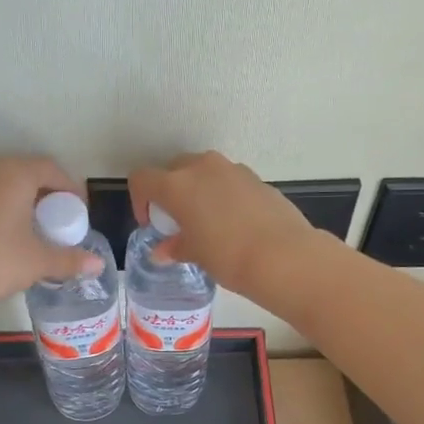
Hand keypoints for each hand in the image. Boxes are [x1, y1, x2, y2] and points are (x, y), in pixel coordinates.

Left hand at [0, 157, 100, 305]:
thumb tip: (97, 264)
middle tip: (60, 218)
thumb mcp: (40, 261)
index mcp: (17, 175)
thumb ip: (71, 259)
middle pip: (29, 171)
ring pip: (6, 181)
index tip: (80, 212)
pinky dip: (4, 203)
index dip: (71, 188)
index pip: (52, 169)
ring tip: (36, 224)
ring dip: (25, 197)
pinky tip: (10, 229)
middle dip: (48, 192)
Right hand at [127, 152, 321, 297]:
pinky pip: (230, 181)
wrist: (283, 256)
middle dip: (170, 191)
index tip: (151, 223)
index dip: (140, 200)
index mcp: (177, 184)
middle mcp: (202, 168)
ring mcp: (232, 169)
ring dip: (199, 190)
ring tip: (208, 221)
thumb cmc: (227, 256)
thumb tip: (163, 252)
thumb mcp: (195, 254)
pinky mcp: (257, 178)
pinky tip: (235, 223)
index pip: (142, 179)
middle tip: (178, 220)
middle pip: (174, 169)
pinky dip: (224, 195)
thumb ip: (175, 247)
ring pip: (204, 171)